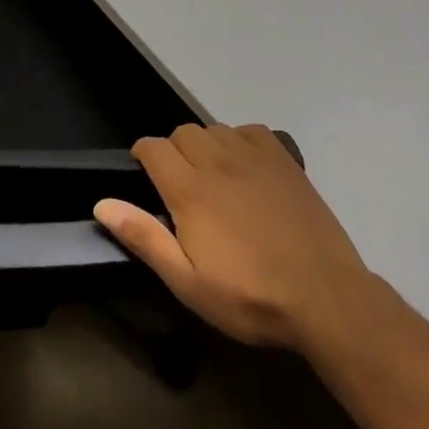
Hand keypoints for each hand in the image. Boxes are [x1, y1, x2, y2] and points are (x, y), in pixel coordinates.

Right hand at [94, 123, 379, 363]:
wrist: (326, 298)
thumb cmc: (250, 297)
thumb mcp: (188, 283)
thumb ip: (145, 238)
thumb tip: (102, 204)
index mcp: (190, 189)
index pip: (152, 147)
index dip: (143, 157)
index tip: (146, 179)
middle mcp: (218, 161)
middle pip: (182, 133)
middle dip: (173, 152)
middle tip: (181, 188)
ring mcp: (254, 157)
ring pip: (214, 129)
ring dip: (205, 146)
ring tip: (213, 179)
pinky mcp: (284, 161)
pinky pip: (250, 131)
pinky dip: (240, 141)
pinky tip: (246, 168)